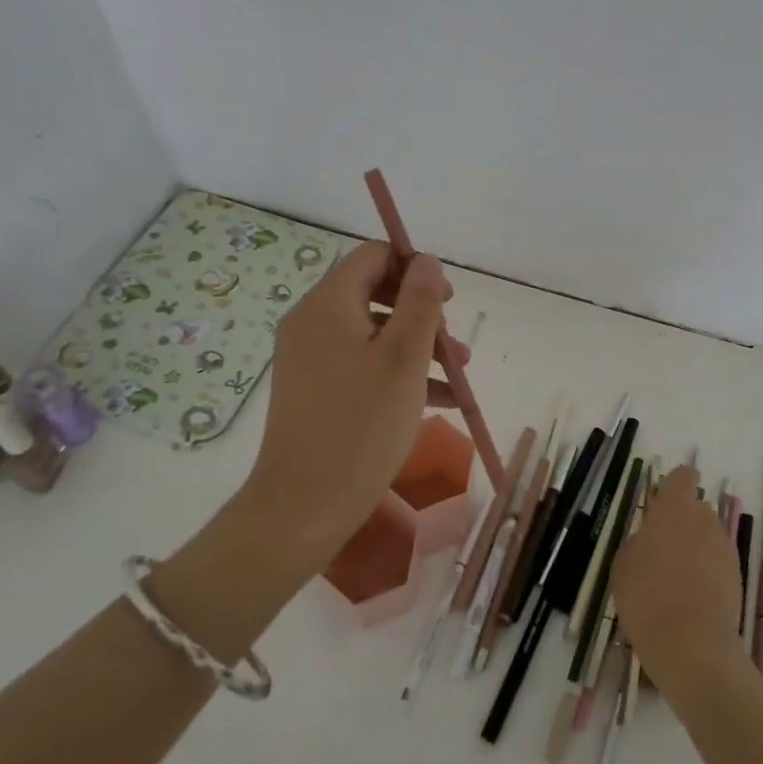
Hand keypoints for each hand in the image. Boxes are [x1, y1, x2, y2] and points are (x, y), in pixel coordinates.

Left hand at [235, 242, 462, 571]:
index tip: (447, 299)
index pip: (373, 256)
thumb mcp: (404, 357)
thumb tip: (426, 260)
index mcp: (328, 304)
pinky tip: (440, 401)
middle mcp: (313, 322)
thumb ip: (420, 300)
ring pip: (374, 332)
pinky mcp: (315, 389)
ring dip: (418, 346)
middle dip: (423, 314)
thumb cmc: (361, 425)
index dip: (414, 268)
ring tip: (459, 376)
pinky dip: (398, 372)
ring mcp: (310, 357)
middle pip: (376, 293)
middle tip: (455, 343)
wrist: (303, 507)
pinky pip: (362, 363)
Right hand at [612, 465, 745, 693]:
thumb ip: (639, 541)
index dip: (673, 486)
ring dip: (695, 548)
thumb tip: (650, 540)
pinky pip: (718, 562)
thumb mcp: (623, 565)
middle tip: (661, 550)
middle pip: (696, 508)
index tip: (660, 505)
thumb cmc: (647, 598)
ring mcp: (725, 548)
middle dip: (682, 522)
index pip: (683, 476)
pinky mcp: (737, 576)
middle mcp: (704, 519)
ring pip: (708, 536)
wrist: (693, 647)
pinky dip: (707, 572)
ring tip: (676, 580)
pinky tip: (691, 599)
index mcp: (674, 508)